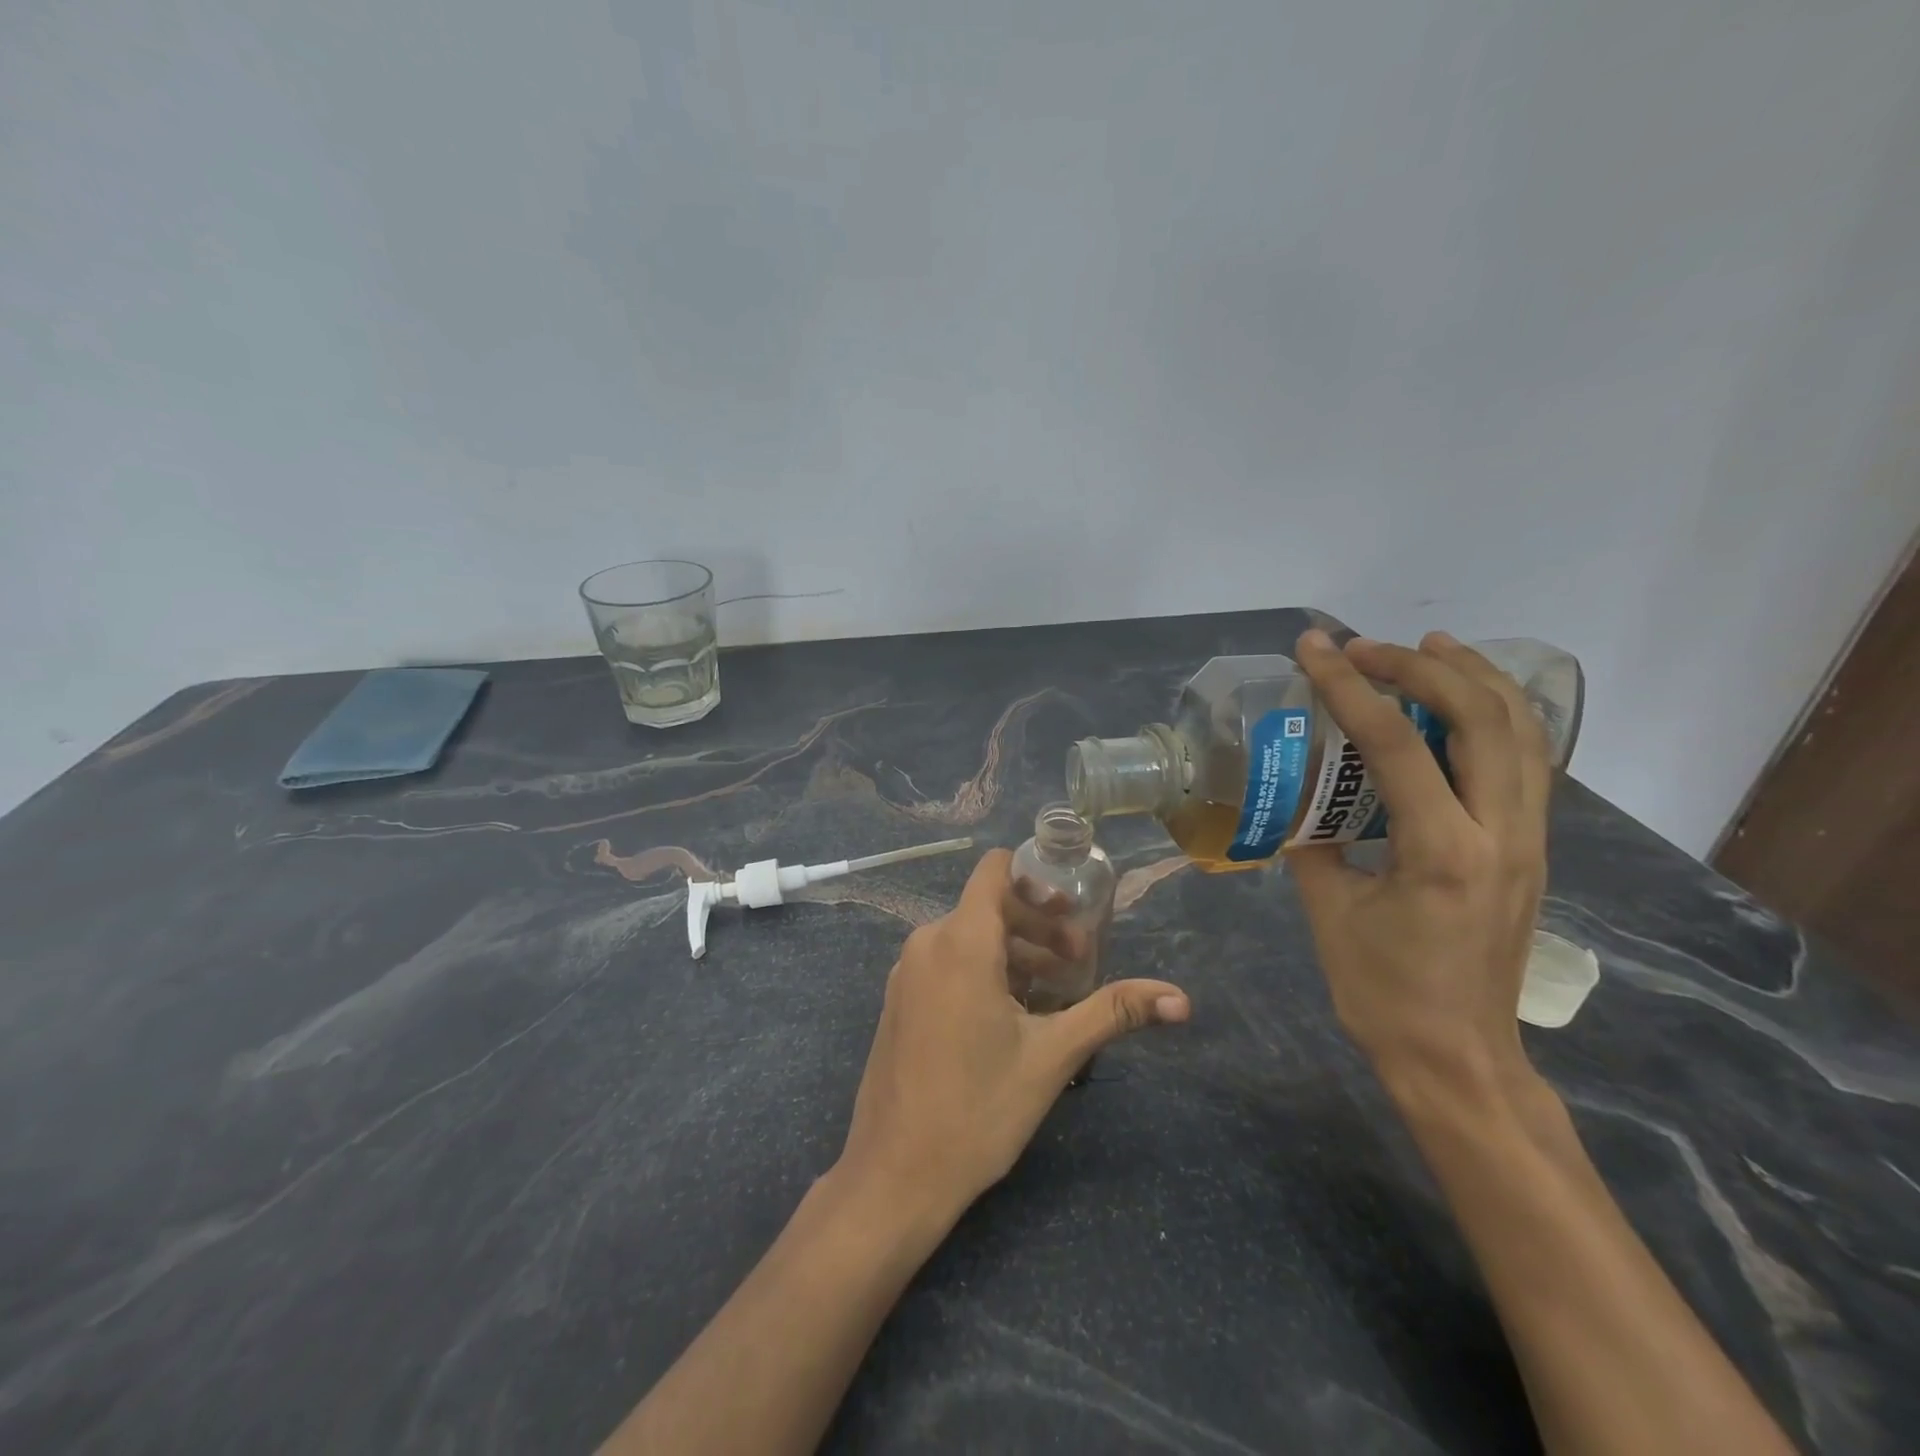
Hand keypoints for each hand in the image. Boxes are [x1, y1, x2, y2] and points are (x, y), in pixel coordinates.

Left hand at [835, 849, 1187, 1219]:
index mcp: (960, 941)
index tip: (1074, 908)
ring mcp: (907, 973)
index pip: (994, 871)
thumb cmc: (978, 1108)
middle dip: (1037, 925)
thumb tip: (1181, 1000)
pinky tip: (1012, 1016)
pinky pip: (946, 964)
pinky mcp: (900, 1001)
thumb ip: (1113, 1012)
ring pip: (968, 938)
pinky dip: (984, 971)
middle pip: (988, 906)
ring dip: (1014, 952)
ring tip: (1055, 992)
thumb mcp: (1053, 1056)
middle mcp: (926, 943)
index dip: (1035, 878)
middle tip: (1078, 960)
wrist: (895, 1174)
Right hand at [1290, 630, 1550, 1094]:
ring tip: (1426, 647)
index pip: (1394, 743)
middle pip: (1482, 716)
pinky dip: (1497, 714)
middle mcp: (1500, 833)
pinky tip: (1462, 703)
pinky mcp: (1531, 848)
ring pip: (1521, 730)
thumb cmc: (1382, 991)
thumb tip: (1299, 796)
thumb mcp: (1328, 911)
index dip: (1349, 685)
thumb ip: (1314, 842)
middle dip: (1422, 666)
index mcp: (1441, 852)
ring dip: (1473, 676)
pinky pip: (1526, 759)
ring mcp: (1528, 839)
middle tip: (1367, 647)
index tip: (1314, 648)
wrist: (1458, 1058)